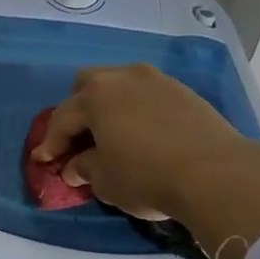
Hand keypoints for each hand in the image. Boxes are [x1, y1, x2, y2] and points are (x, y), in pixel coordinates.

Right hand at [31, 64, 251, 221]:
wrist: (216, 173)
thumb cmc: (147, 176)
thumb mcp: (106, 181)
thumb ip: (85, 168)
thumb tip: (76, 165)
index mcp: (96, 95)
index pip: (63, 117)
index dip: (52, 141)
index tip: (44, 160)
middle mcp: (123, 77)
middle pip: (89, 84)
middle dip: (79, 108)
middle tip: (79, 137)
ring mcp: (157, 80)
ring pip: (122, 85)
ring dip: (111, 106)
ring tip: (113, 133)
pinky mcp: (184, 91)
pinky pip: (148, 95)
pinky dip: (138, 110)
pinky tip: (144, 133)